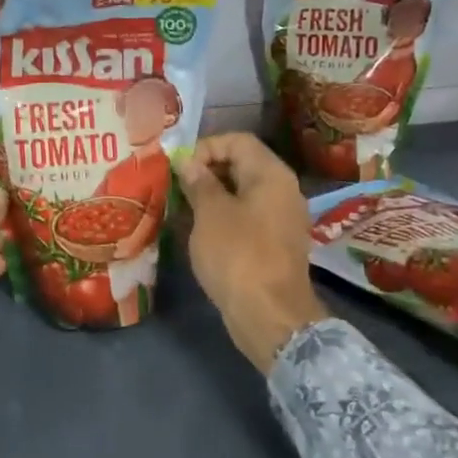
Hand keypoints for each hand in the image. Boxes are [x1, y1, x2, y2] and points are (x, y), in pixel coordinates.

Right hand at [181, 133, 323, 372]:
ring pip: (241, 194)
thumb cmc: (238, 255)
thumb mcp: (210, 213)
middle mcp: (282, 191)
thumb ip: (199, 182)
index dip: (206, 147)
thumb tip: (188, 162)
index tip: (180, 168)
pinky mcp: (274, 245)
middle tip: (175, 188)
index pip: (238, 141)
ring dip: (210, 197)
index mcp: (271, 175)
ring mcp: (281, 219)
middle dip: (205, 172)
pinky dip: (222, 218)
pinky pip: (246, 218)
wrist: (270, 316)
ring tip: (181, 210)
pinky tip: (197, 232)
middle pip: (241, 165)